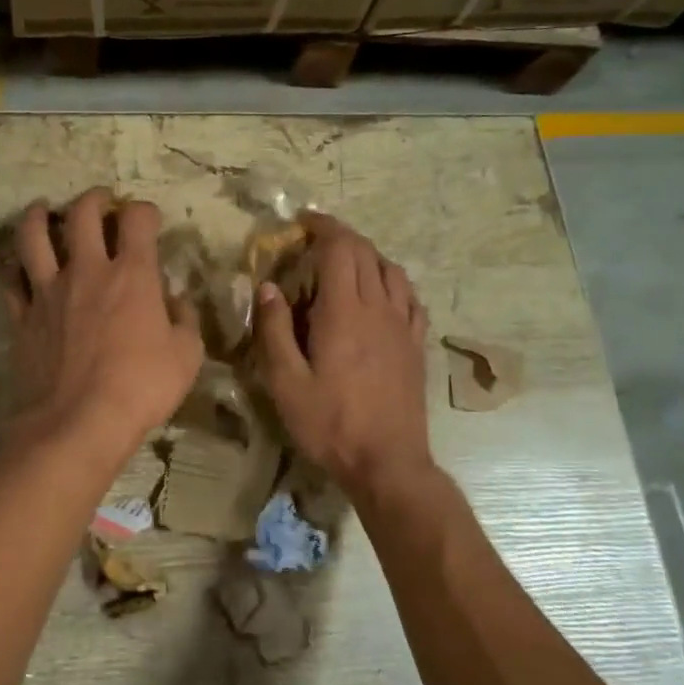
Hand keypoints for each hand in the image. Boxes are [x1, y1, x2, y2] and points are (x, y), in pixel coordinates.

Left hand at [4, 188, 204, 461]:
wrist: (77, 423)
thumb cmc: (141, 388)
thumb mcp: (187, 356)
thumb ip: (185, 319)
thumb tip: (174, 300)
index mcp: (132, 274)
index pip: (137, 219)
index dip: (145, 210)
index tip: (148, 219)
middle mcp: (86, 271)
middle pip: (82, 213)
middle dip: (94, 199)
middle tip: (101, 202)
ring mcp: (47, 291)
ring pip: (33, 235)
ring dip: (39, 215)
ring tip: (44, 210)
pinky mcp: (22, 317)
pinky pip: (12, 281)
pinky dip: (17, 269)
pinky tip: (22, 269)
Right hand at [254, 214, 431, 495]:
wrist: (388, 463)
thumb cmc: (330, 423)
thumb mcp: (286, 382)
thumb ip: (274, 330)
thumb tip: (267, 287)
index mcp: (343, 312)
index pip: (339, 248)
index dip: (322, 227)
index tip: (302, 221)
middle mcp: (378, 308)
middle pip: (365, 253)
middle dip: (340, 237)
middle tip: (315, 240)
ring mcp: (403, 326)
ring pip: (392, 271)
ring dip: (368, 256)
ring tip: (346, 263)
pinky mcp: (416, 346)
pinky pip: (411, 298)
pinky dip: (393, 283)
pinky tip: (383, 294)